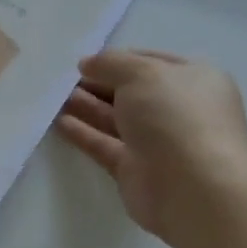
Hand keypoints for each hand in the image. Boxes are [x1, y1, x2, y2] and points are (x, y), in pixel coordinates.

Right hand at [55, 50, 246, 244]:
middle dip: (98, 83)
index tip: (85, 60)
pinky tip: (58, 122)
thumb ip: (111, 63)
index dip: (118, 59)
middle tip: (62, 79)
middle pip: (131, 92)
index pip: (151, 62)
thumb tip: (88, 64)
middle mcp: (177, 110)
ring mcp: (157, 143)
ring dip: (86, 106)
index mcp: (193, 80)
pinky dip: (84, 133)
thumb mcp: (142, 73)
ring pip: (116, 119)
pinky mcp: (135, 170)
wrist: (194, 188)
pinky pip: (105, 145)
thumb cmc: (176, 117)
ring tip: (53, 96)